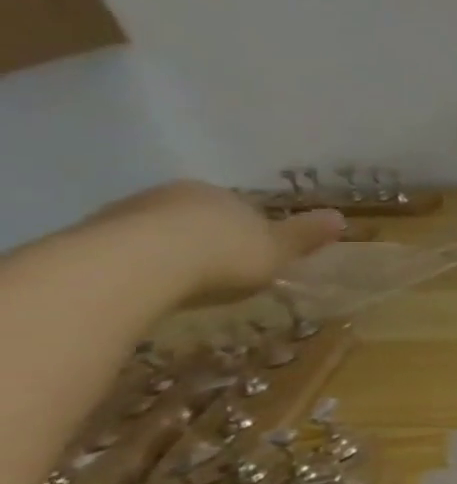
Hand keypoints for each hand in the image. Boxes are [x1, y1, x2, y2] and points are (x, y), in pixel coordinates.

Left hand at [87, 181, 345, 304]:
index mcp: (219, 194)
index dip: (251, 232)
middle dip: (207, 240)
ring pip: (157, 233)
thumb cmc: (222, 253)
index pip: (240, 209)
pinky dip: (139, 268)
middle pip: (196, 218)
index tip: (255, 257)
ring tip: (182, 286)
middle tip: (220, 272)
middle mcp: (171, 195)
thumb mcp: (277, 249)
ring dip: (169, 253)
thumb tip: (341, 217)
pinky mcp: (88, 239)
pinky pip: (125, 253)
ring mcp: (124, 214)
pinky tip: (147, 290)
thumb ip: (305, 236)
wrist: (135, 265)